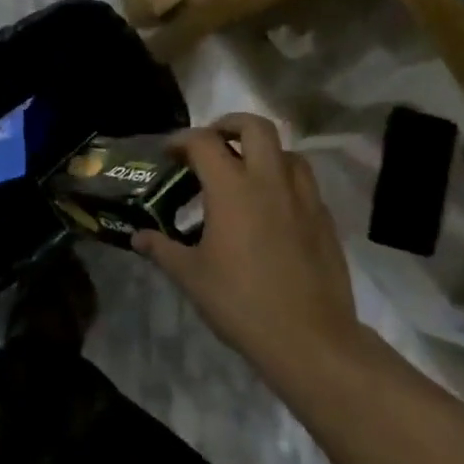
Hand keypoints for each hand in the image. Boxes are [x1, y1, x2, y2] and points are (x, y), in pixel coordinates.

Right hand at [132, 113, 363, 371]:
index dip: (181, 140)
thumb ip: (162, 249)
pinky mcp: (325, 220)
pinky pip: (304, 183)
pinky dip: (283, 180)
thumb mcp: (190, 276)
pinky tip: (269, 209)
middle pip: (255, 127)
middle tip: (211, 143)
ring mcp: (303, 199)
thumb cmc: (240, 302)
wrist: (310, 339)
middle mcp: (270, 182)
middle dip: (228, 124)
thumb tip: (138, 238)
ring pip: (287, 151)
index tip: (168, 154)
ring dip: (262, 151)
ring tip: (243, 174)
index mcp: (232, 189)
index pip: (204, 142)